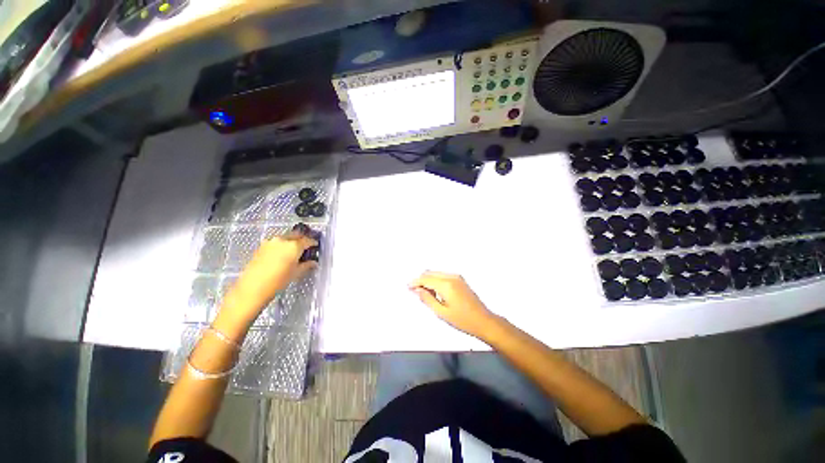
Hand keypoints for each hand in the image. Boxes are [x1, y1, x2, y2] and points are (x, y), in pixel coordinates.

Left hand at [223, 230, 317, 320]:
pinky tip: (282, 254)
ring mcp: (271, 242)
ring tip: (293, 251)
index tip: (316, 246)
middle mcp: (283, 240)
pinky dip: (281, 245)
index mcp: (294, 246)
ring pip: (285, 237)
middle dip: (302, 239)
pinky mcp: (262, 246)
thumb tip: (313, 262)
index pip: (308, 240)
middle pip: (296, 235)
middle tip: (306, 246)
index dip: (313, 243)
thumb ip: (306, 265)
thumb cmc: (278, 281)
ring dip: (291, 241)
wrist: (252, 287)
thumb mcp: (296, 273)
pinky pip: (276, 242)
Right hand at [409, 271, 498, 339]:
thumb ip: (427, 299)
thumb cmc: (463, 320)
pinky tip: (435, 291)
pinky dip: (436, 280)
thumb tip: (417, 290)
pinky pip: (443, 275)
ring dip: (428, 280)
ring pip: (436, 273)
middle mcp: (451, 276)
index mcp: (446, 285)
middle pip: (430, 273)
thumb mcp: (441, 313)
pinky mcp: (460, 279)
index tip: (408, 287)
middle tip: (415, 292)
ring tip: (425, 294)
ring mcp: (457, 277)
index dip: (415, 282)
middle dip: (421, 280)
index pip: (426, 278)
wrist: (483, 320)